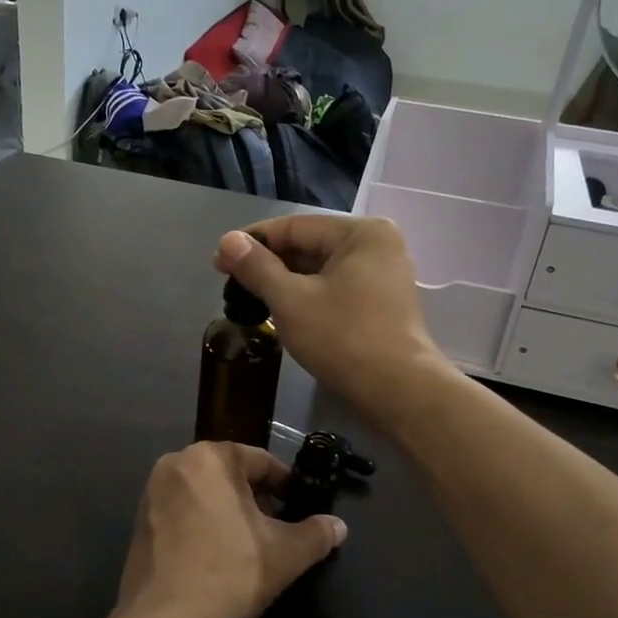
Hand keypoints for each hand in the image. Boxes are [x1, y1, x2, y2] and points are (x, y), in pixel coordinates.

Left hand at [112, 443, 346, 617]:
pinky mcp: (137, 522)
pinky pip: (180, 512)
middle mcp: (175, 464)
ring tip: (247, 543)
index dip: (285, 484)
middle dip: (255, 497)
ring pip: (203, 492)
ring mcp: (151, 493)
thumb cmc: (231, 572)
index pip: (260, 461)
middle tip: (276, 526)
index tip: (299, 505)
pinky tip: (215, 555)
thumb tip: (339, 526)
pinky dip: (200, 524)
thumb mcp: (286, 554)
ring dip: (227, 510)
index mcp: (210, 457)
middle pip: (228, 474)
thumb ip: (316, 534)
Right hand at [214, 217, 448, 425]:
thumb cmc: (343, 338)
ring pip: (321, 270)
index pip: (294, 226)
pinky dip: (308, 297)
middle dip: (269, 264)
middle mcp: (377, 245)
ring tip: (250, 300)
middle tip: (230, 284)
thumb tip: (226, 241)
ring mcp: (383, 276)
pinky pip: (335, 289)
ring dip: (285, 282)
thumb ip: (257, 267)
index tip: (219, 261)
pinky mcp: (382, 304)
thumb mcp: (291, 301)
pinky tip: (282, 312)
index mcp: (361, 233)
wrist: (398, 391)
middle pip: (309, 246)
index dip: (252, 242)